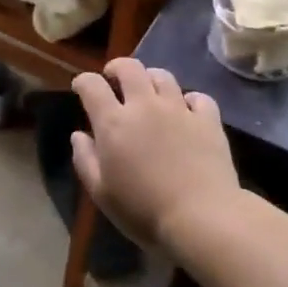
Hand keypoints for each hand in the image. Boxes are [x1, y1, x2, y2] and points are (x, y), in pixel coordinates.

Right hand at [71, 57, 239, 249]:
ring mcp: (179, 109)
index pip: (92, 85)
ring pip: (163, 76)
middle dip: (117, 68)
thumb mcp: (101, 193)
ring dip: (151, 79)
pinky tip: (186, 111)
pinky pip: (198, 97)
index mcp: (114, 122)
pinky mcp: (208, 121)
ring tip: (149, 92)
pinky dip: (189, 100)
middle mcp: (145, 105)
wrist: (201, 218)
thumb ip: (85, 159)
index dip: (83, 82)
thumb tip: (78, 135)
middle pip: (129, 67)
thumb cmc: (143, 211)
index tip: (81, 88)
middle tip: (114, 79)